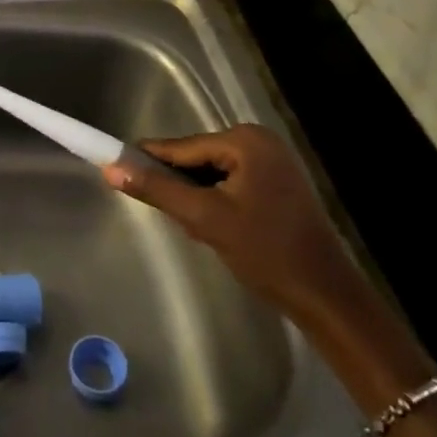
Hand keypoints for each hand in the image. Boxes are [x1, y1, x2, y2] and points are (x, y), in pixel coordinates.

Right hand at [103, 125, 360, 322]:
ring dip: (196, 195)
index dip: (147, 160)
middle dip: (179, 185)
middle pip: (196, 158)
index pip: (181, 147)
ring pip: (211, 172)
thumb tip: (111, 168)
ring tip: (192, 226)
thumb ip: (157, 190)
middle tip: (167, 215)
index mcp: (245, 140)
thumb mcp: (204, 219)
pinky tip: (213, 226)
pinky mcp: (277, 182)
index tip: (114, 169)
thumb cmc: (266, 252)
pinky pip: (229, 182)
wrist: (325, 296)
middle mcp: (259, 140)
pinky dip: (215, 200)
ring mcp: (272, 160)